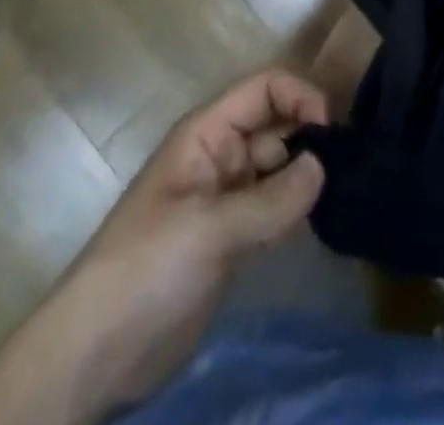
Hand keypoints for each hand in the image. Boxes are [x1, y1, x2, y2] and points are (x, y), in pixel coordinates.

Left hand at [62, 71, 328, 406]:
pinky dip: (297, 208)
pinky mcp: (233, 237)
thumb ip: (272, 199)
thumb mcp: (209, 228)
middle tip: (346, 167)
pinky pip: (275, 206)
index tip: (331, 130)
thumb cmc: (147, 267)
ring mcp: (227, 197)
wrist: (96, 353)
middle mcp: (221, 154)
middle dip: (310, 136)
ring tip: (340, 193)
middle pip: (276, 124)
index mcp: (207, 133)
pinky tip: (318, 221)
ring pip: (279, 166)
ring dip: (307, 174)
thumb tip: (323, 167)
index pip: (263, 89)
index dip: (299, 96)